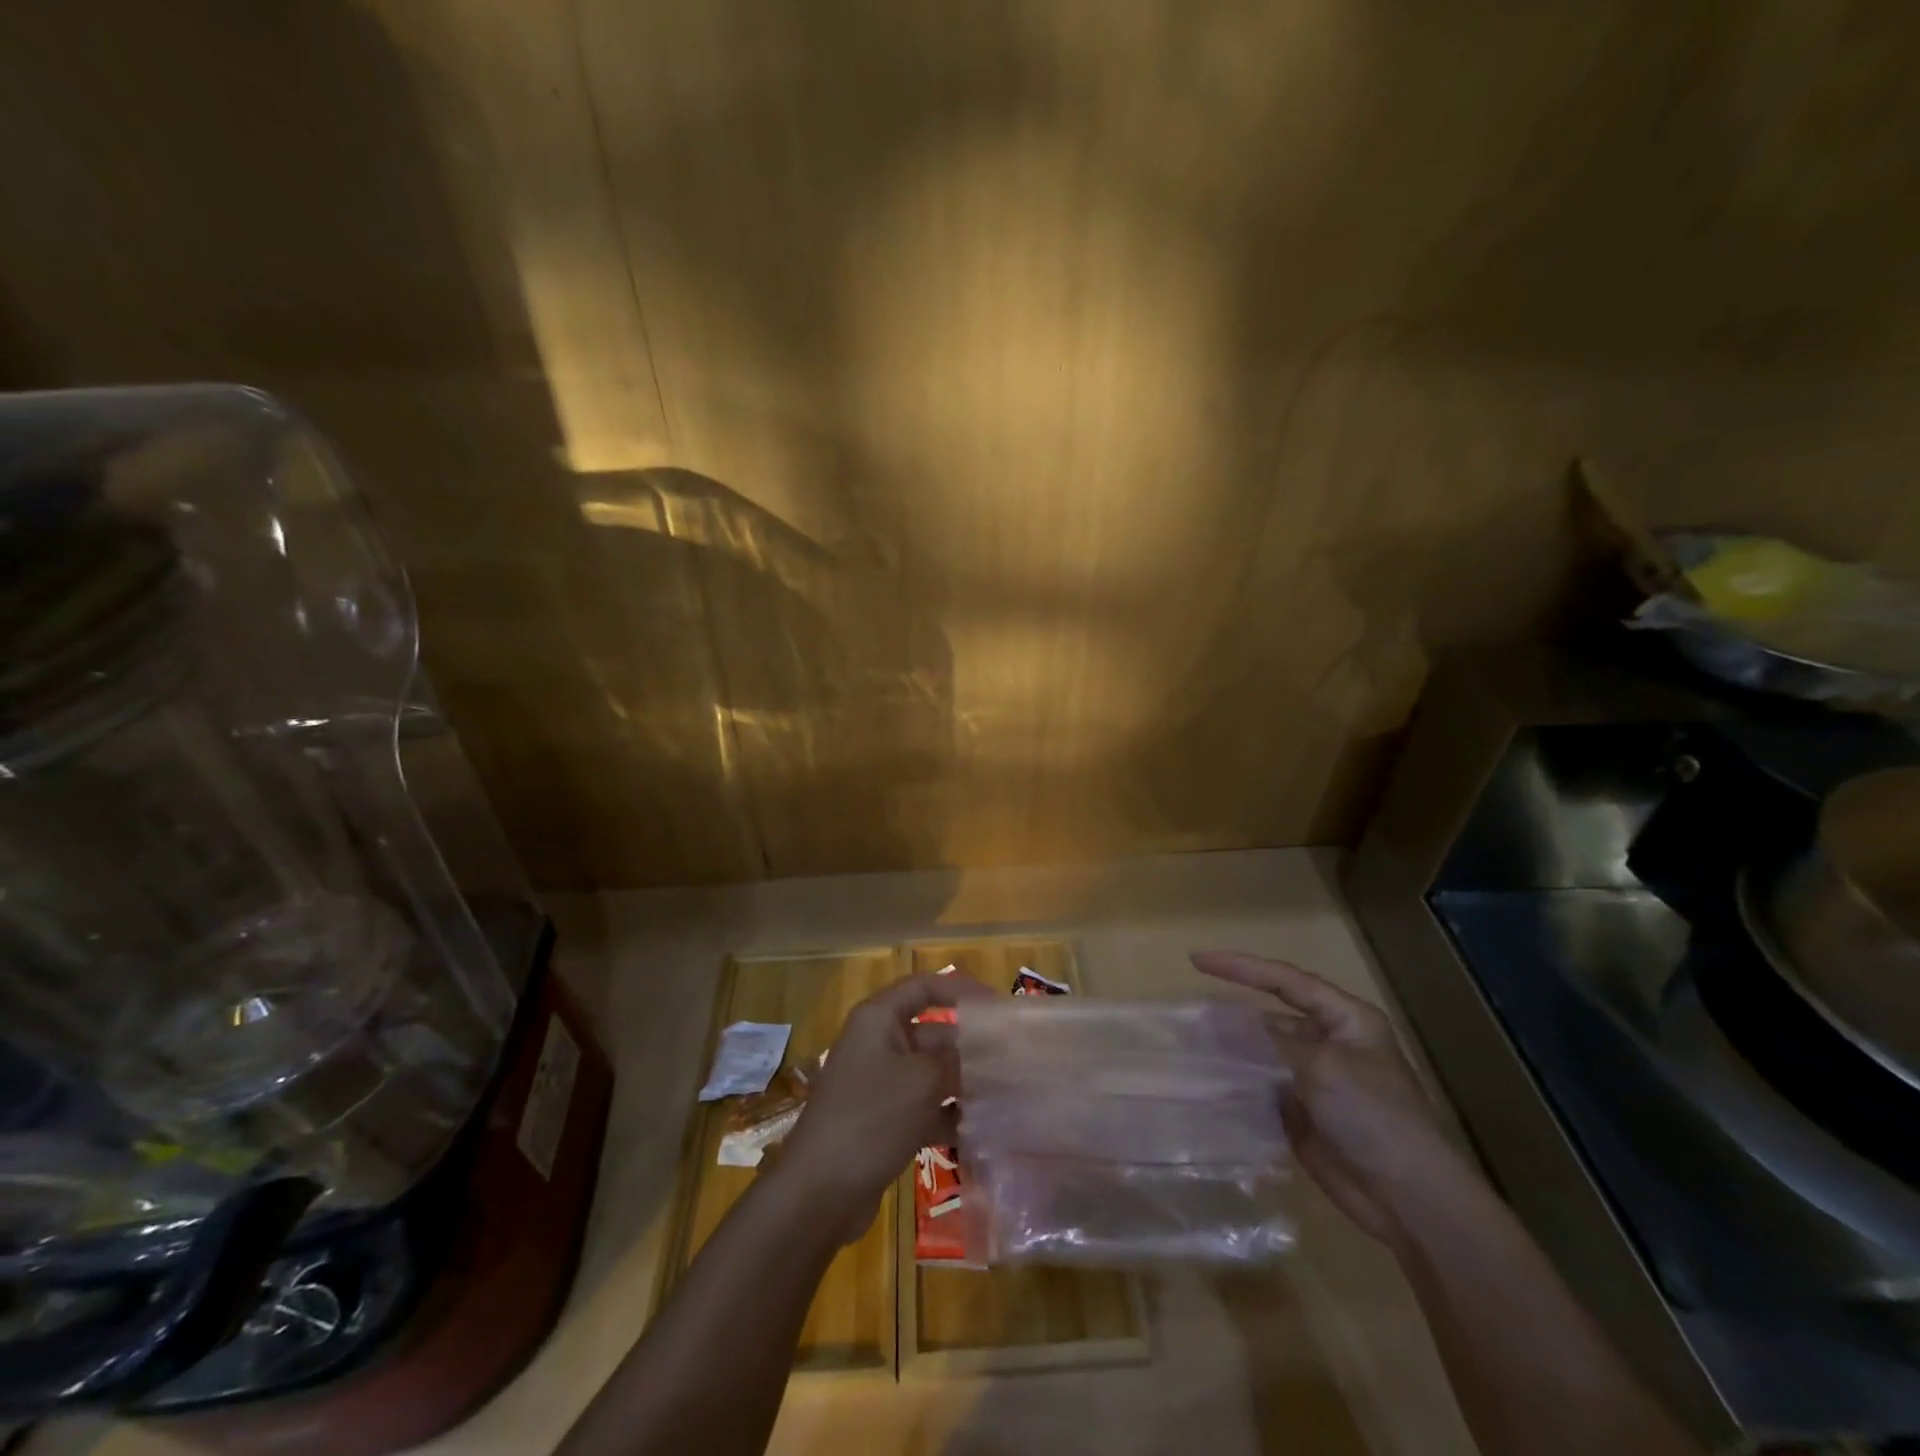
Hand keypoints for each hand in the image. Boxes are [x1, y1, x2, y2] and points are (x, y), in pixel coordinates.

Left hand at [776, 972, 995, 1242]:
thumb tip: (986, 1054)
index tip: (997, 1007)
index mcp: (879, 1019)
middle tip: (1013, 1059)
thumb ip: (957, 1060)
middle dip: (970, 1045)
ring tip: (1007, 1094)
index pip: (924, 987)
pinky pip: (926, 1107)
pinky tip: (983, 1130)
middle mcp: (879, 1044)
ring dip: (965, 1082)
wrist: (819, 1192)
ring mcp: (881, 1085)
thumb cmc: (870, 1118)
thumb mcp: (921, 1081)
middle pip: (933, 1032)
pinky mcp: (885, 1122)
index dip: (961, 989)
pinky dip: (951, 1115)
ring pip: (932, 1072)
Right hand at [1191, 951, 1469, 1251]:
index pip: (1285, 980)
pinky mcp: (1301, 1113)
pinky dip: (1236, 1085)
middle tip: (1187, 1013)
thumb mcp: (1324, 1066)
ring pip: (1261, 1053)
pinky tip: (1205, 1084)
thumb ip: (1271, 1041)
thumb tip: (1224, 1022)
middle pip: (1270, 1016)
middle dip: (1231, 1014)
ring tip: (1187, 1046)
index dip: (1241, 967)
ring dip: (1230, 1051)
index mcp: (1345, 1019)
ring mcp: (1314, 1079)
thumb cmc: (1374, 1116)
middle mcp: (1328, 1042)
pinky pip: (1260, 1088)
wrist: (1408, 1199)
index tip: (1197, 961)